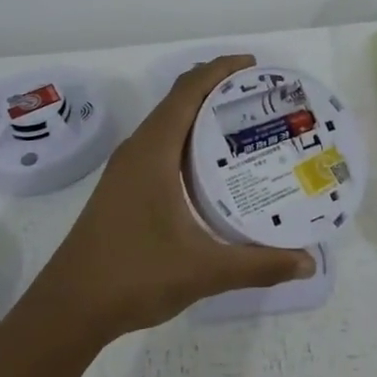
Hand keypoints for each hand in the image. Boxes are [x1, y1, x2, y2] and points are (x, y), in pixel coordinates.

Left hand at [35, 55, 316, 341]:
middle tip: (261, 99)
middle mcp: (137, 151)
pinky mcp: (123, 189)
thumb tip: (308, 263)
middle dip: (217, 90)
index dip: (220, 70)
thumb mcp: (204, 270)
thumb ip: (259, 265)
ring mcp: (126, 170)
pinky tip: (211, 169)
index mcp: (152, 152)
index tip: (256, 67)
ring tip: (244, 127)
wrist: (68, 308)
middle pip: (178, 101)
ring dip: (201, 115)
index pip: (187, 91)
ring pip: (167, 125)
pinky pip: (160, 146)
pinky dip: (187, 141)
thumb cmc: (134, 276)